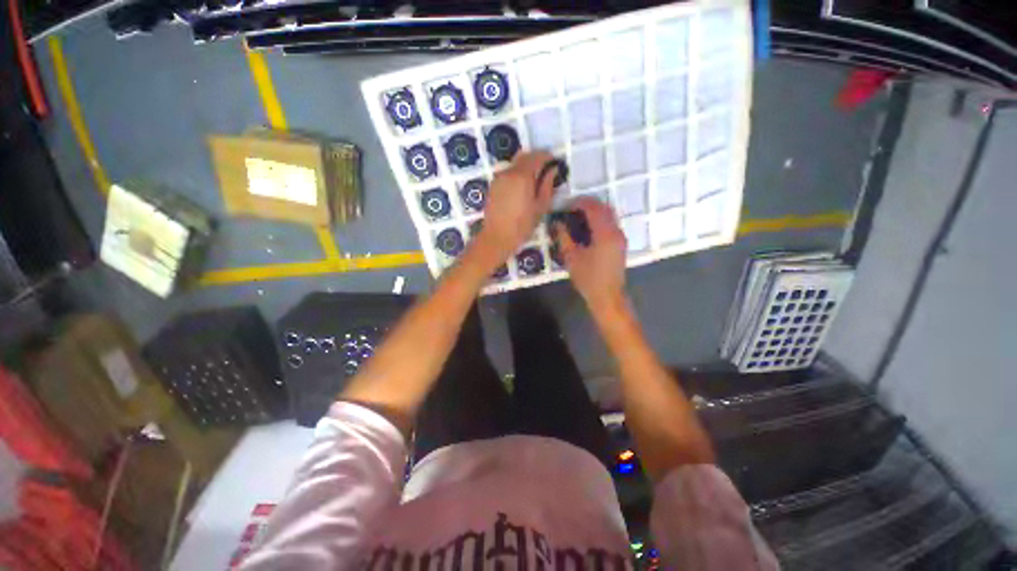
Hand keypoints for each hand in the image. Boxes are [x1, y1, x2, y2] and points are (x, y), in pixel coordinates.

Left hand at [475, 151, 555, 263]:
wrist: (497, 237)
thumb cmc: (522, 225)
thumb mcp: (540, 207)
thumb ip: (547, 185)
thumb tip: (552, 170)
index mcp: (522, 176)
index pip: (537, 156)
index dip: (547, 157)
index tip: (555, 163)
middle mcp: (508, 172)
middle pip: (524, 156)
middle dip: (536, 159)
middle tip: (546, 170)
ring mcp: (498, 178)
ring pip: (514, 164)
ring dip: (525, 167)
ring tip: (534, 181)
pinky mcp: (493, 186)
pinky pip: (507, 173)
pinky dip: (516, 174)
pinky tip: (521, 189)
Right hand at [553, 197, 627, 311]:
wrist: (607, 297)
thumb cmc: (588, 278)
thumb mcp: (571, 258)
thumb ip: (564, 237)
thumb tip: (557, 223)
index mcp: (605, 233)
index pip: (593, 208)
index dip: (579, 203)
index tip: (566, 205)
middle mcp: (616, 231)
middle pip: (604, 208)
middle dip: (588, 204)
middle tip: (571, 208)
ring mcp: (620, 238)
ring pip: (609, 215)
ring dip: (595, 211)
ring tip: (578, 217)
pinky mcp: (620, 244)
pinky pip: (611, 224)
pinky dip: (600, 220)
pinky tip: (587, 229)